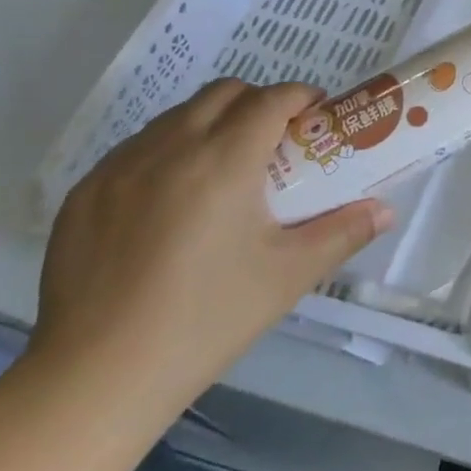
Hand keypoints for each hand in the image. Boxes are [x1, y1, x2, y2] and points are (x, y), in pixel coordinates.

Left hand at [27, 79, 391, 434]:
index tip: (317, 114)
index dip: (300, 96)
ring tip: (226, 171)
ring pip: (176, 116)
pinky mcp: (84, 193)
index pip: (270, 99)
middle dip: (258, 102)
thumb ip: (343, 233)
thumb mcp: (288, 276)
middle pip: (223, 93)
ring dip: (212, 123)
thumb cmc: (207, 320)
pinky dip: (167, 152)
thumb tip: (385, 210)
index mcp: (223, 161)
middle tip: (277, 141)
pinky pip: (136, 148)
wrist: (96, 378)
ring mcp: (118, 167)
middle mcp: (169, 148)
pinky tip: (172, 201)